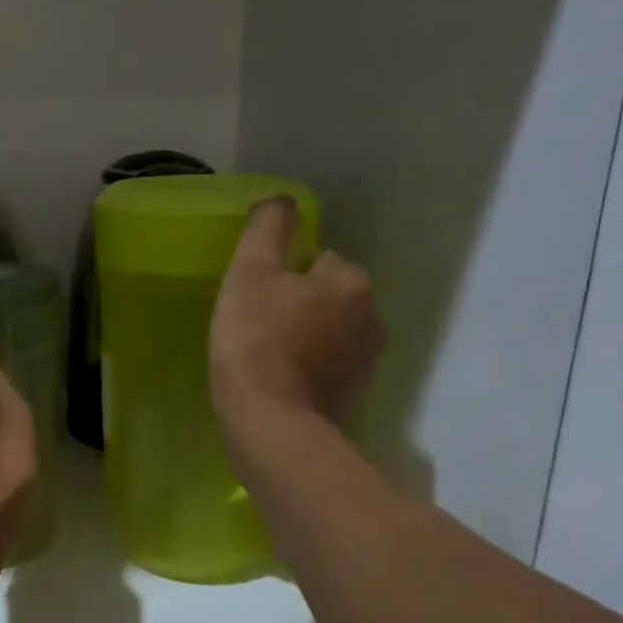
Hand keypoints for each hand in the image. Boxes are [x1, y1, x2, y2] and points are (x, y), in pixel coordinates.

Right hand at [210, 197, 383, 434]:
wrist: (269, 422)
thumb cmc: (255, 340)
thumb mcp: (250, 272)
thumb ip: (268, 228)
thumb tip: (281, 200)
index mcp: (351, 282)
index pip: (316, 260)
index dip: (281, 276)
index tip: (255, 299)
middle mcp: (372, 317)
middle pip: (326, 296)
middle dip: (298, 305)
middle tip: (256, 327)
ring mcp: (366, 362)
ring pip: (329, 331)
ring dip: (305, 337)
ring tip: (267, 356)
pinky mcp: (354, 396)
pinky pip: (328, 366)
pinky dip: (308, 368)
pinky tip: (280, 381)